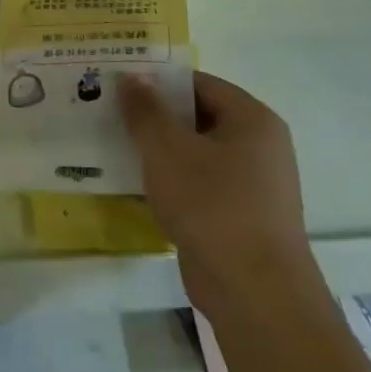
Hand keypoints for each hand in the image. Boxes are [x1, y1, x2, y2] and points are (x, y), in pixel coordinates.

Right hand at [119, 71, 311, 311]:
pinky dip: (171, 182)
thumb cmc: (212, 206)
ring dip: (159, 151)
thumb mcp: (167, 149)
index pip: (198, 84)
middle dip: (154, 116)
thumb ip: (146, 109)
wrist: (256, 294)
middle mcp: (259, 146)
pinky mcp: (240, 217)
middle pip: (198, 117)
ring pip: (196, 153)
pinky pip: (200, 185)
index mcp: (252, 119)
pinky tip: (136, 185)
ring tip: (115, 145)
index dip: (158, 81)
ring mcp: (253, 185)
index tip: (119, 84)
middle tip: (110, 113)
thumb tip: (132, 76)